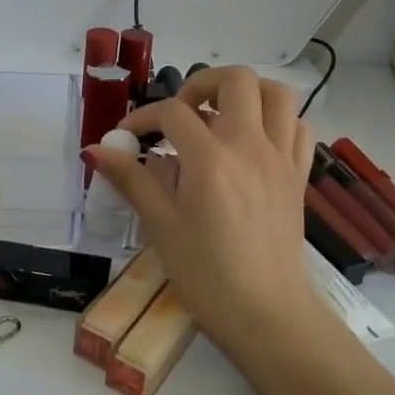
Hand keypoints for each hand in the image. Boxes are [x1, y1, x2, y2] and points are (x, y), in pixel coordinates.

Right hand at [85, 67, 311, 345]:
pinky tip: (253, 141)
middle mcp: (250, 146)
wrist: (266, 314)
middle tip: (182, 112)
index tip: (128, 135)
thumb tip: (95, 150)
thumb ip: (132, 180)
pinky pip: (297, 127)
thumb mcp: (160, 226)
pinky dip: (275, 120)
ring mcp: (280, 158)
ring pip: (277, 94)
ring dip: (246, 93)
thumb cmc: (206, 274)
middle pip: (235, 80)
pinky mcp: (298, 176)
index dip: (144, 116)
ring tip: (220, 116)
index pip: (173, 113)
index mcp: (210, 159)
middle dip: (202, 83)